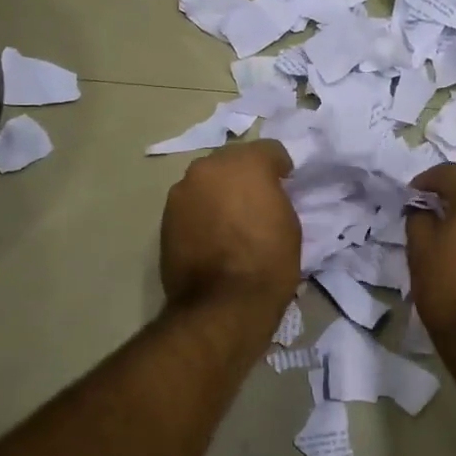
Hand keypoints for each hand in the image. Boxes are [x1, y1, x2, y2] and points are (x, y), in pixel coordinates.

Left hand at [160, 139, 300, 318]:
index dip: (280, 168)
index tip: (286, 185)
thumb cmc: (268, 262)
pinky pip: (191, 204)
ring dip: (220, 192)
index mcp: (245, 164)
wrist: (223, 305)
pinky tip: (212, 234)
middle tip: (257, 200)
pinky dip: (202, 211)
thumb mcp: (289, 224)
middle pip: (232, 161)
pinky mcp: (166, 216)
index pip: (269, 150)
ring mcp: (182, 191)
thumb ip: (275, 197)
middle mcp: (208, 167)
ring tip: (231, 219)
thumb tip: (264, 196)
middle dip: (245, 175)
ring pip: (207, 181)